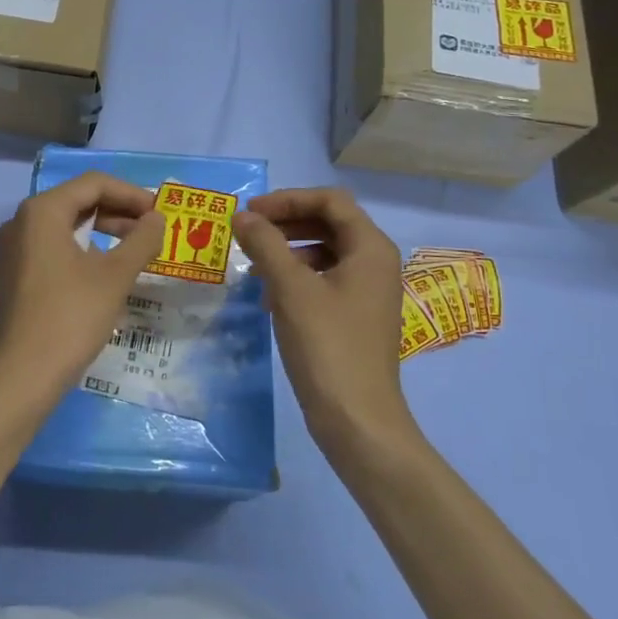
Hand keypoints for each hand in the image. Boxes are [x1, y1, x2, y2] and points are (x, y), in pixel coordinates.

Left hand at [0, 172, 164, 403]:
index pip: (93, 184)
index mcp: (41, 212)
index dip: (131, 194)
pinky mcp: (13, 275)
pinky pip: (52, 248)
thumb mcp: (114, 277)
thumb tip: (157, 219)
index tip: (160, 214)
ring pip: (65, 226)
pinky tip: (105, 272)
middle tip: (152, 232)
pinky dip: (82, 251)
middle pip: (77, 201)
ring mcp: (13, 250)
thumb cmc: (70, 318)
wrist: (20, 376)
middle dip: (118, 212)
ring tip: (135, 252)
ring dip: (102, 232)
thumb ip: (141, 241)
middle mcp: (21, 222)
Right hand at [232, 188, 419, 457]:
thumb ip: (265, 245)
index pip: (330, 200)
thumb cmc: (327, 346)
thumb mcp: (291, 289)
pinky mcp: (356, 316)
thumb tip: (242, 216)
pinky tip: (270, 298)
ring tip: (255, 267)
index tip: (251, 212)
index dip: (288, 199)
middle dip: (286, 222)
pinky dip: (296, 278)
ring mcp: (367, 291)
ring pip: (324, 252)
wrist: (357, 419)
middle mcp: (375, 263)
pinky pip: (324, 279)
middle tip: (248, 233)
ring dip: (288, 251)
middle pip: (329, 223)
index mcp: (370, 248)